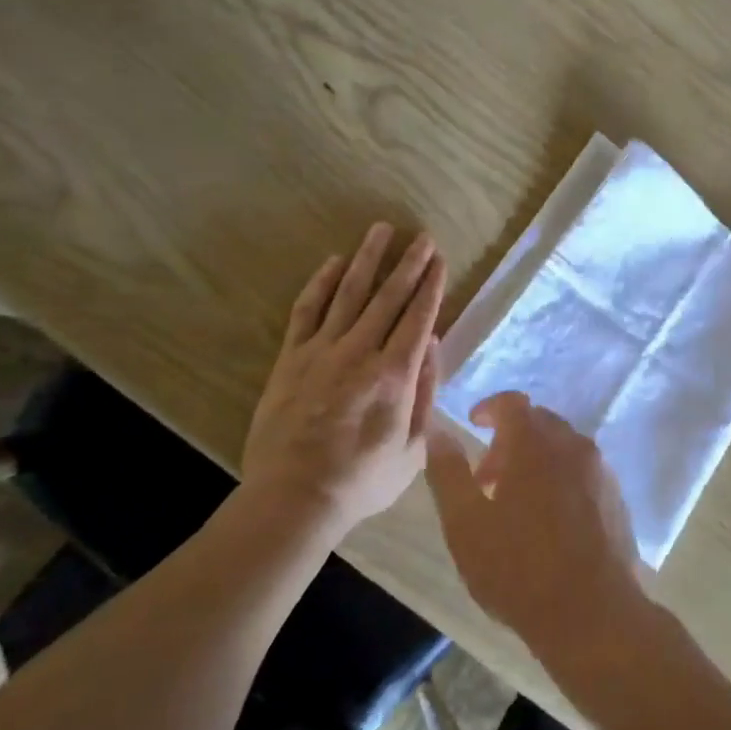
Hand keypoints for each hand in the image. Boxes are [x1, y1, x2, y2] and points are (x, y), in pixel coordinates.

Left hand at [243, 223, 445, 530]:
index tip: (440, 260)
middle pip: (389, 298)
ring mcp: (322, 351)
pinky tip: (334, 263)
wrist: (293, 498)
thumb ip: (425, 394)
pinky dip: (321, 284)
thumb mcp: (413, 450)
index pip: (418, 318)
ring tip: (381, 231)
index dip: (431, 286)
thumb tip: (431, 345)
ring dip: (368, 260)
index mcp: (395, 375)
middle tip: (421, 237)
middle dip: (409, 264)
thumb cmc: (362, 481)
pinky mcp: (290, 358)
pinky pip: (307, 311)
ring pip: (349, 294)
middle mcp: (360, 352)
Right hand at [425, 393, 647, 668]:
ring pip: (563, 447)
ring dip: (536, 460)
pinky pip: (583, 471)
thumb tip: (437, 432)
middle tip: (487, 481)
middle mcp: (573, 446)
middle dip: (509, 440)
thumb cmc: (518, 569)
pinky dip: (561, 478)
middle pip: (539, 423)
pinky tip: (550, 522)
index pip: (512, 403)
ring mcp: (601, 471)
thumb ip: (448, 473)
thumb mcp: (465, 524)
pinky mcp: (617, 498)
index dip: (489, 408)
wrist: (593, 614)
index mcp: (535, 444)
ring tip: (516, 505)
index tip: (473, 425)